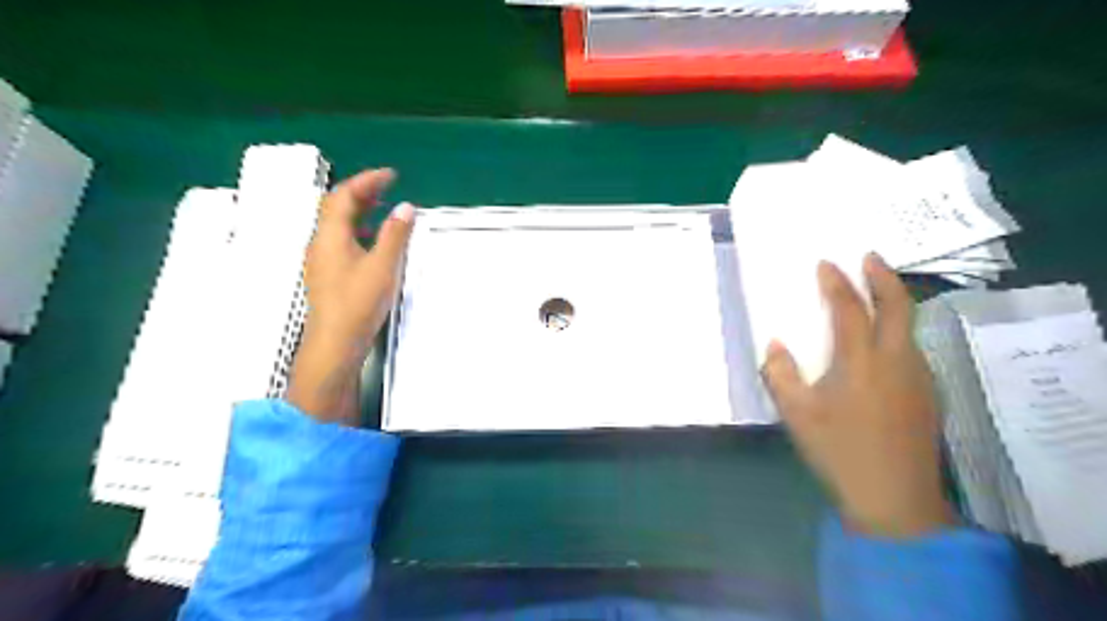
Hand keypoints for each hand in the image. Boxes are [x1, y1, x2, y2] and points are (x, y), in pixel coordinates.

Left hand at [286, 168, 416, 424]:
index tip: (390, 175)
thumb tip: (405, 207)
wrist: (334, 343)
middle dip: (361, 193)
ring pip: (338, 225)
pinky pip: (341, 241)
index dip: (366, 181)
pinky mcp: (327, 275)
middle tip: (387, 188)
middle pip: (336, 207)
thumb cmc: (357, 303)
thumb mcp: (383, 267)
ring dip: (360, 212)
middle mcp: (320, 243)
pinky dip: (358, 231)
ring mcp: (321, 260)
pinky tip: (374, 242)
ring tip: (384, 209)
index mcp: (330, 236)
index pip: (344, 196)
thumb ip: (395, 235)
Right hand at [763, 256, 952, 536]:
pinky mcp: (927, 393)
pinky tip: (884, 339)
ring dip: (895, 300)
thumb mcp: (796, 414)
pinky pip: (913, 346)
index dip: (837, 284)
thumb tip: (775, 345)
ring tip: (877, 290)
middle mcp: (896, 360)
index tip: (827, 264)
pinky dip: (899, 327)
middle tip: (870, 257)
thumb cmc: (839, 451)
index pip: (850, 309)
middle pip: (898, 305)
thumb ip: (780, 374)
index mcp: (861, 362)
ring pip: (911, 324)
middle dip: (883, 276)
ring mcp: (918, 376)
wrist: (894, 498)